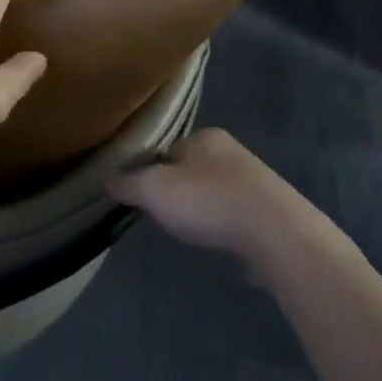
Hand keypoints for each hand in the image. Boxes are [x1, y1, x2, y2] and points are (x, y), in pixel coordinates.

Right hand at [107, 128, 297, 257]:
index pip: (168, 148)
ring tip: (191, 232)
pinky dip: (226, 227)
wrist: (276, 233)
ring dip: (204, 209)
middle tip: (164, 215)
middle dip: (179, 190)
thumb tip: (105, 177)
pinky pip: (238, 217)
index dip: (151, 170)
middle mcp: (233, 152)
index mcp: (205, 137)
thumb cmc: (208, 201)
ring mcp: (256, 182)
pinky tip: (220, 244)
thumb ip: (128, 182)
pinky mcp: (272, 213)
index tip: (142, 193)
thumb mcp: (154, 189)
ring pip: (217, 193)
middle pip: (193, 169)